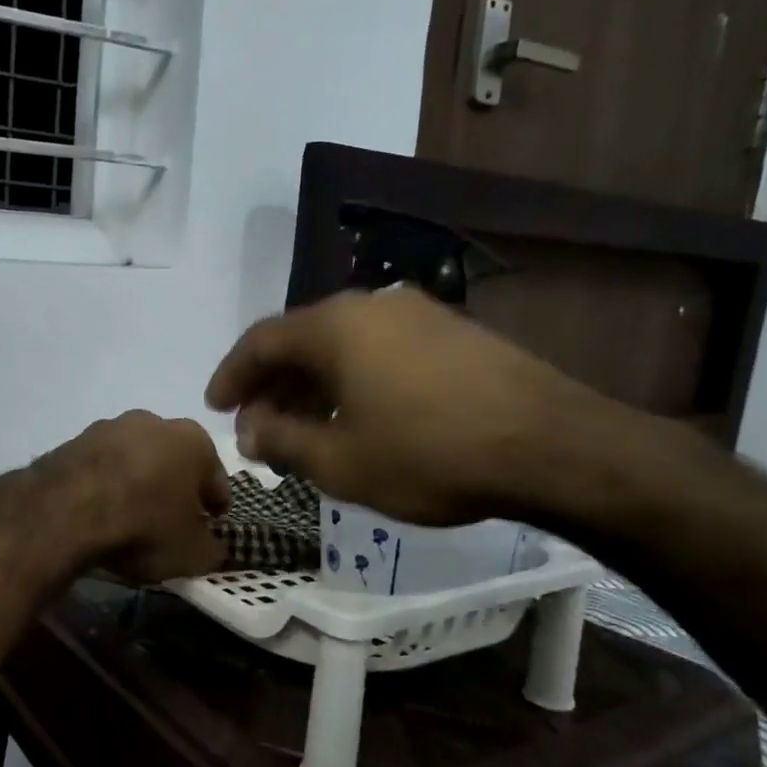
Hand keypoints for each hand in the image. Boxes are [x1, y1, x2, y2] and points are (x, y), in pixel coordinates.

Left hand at [34, 411, 230, 582]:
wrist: (65, 512)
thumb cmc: (144, 526)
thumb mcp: (192, 553)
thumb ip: (211, 550)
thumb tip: (212, 549)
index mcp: (192, 439)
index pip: (215, 477)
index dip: (216, 504)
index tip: (212, 524)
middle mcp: (151, 422)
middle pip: (172, 461)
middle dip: (174, 487)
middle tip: (172, 521)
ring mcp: (106, 427)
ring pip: (133, 460)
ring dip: (136, 483)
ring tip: (130, 519)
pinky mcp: (71, 442)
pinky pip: (98, 469)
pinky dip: (103, 487)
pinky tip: (98, 514)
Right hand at [205, 289, 612, 525]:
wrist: (553, 447)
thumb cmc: (429, 455)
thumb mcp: (339, 461)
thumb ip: (281, 441)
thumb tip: (251, 429)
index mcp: (334, 326)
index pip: (260, 342)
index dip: (231, 375)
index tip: (214, 407)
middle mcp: (370, 305)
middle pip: (301, 340)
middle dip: (271, 386)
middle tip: (258, 428)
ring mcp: (417, 314)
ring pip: (342, 346)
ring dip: (312, 385)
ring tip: (303, 429)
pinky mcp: (452, 333)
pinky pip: (379, 350)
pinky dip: (352, 380)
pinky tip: (356, 416)